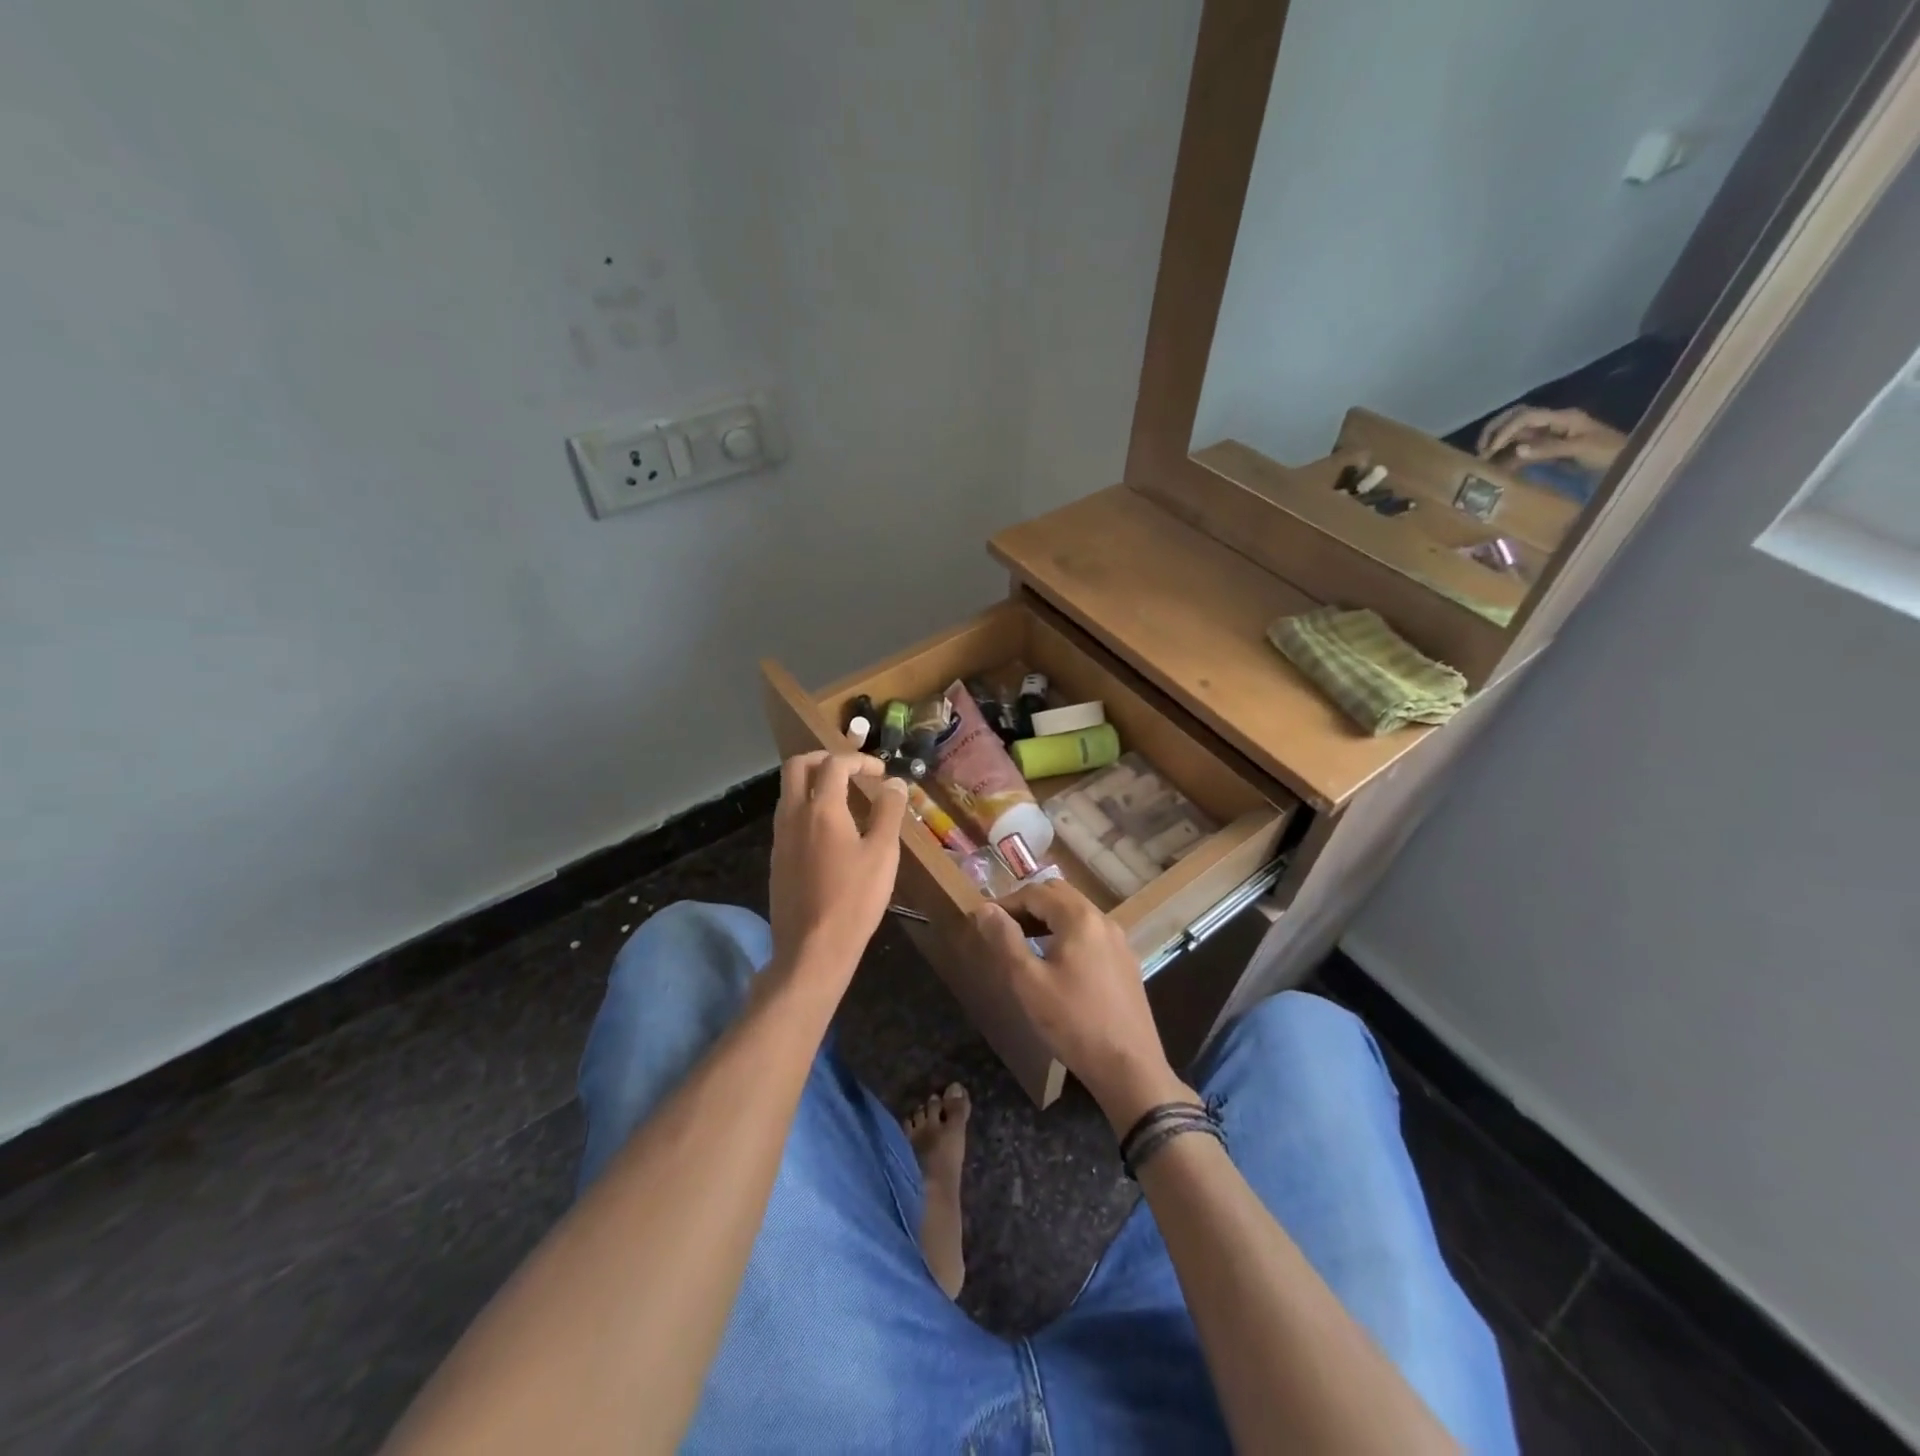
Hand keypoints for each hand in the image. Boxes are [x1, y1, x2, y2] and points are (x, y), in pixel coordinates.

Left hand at [768, 752, 908, 987]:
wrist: (812, 949)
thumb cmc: (854, 899)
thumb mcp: (883, 853)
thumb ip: (889, 811)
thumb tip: (895, 783)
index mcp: (821, 809)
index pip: (834, 764)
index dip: (859, 760)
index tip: (881, 773)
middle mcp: (793, 815)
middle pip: (797, 766)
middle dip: (824, 759)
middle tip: (851, 770)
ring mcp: (780, 838)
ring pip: (788, 792)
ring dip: (813, 783)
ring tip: (843, 798)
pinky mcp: (777, 859)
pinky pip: (787, 817)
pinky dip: (807, 807)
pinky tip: (830, 832)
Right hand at [972, 879, 1191, 1130]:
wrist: (1129, 1068)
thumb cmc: (1073, 1022)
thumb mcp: (1028, 981)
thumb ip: (1005, 940)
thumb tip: (984, 909)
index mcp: (1080, 918)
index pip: (1036, 893)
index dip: (1006, 903)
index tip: (983, 921)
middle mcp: (1104, 920)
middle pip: (1059, 895)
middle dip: (1028, 906)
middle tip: (1002, 929)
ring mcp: (1119, 941)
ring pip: (1077, 914)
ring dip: (1048, 919)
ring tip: (1023, 944)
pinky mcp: (1126, 963)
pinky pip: (1091, 934)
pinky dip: (1067, 935)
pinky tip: (1056, 963)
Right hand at [1477, 406, 1626, 470]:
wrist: (1630, 463)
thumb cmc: (1610, 453)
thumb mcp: (1581, 449)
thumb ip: (1549, 449)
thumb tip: (1516, 451)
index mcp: (1562, 417)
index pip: (1526, 416)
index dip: (1504, 430)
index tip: (1490, 450)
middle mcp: (1553, 422)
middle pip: (1516, 418)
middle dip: (1495, 431)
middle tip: (1479, 451)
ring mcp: (1549, 435)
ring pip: (1516, 432)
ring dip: (1498, 443)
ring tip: (1483, 460)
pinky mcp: (1547, 449)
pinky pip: (1521, 448)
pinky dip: (1506, 456)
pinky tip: (1496, 467)